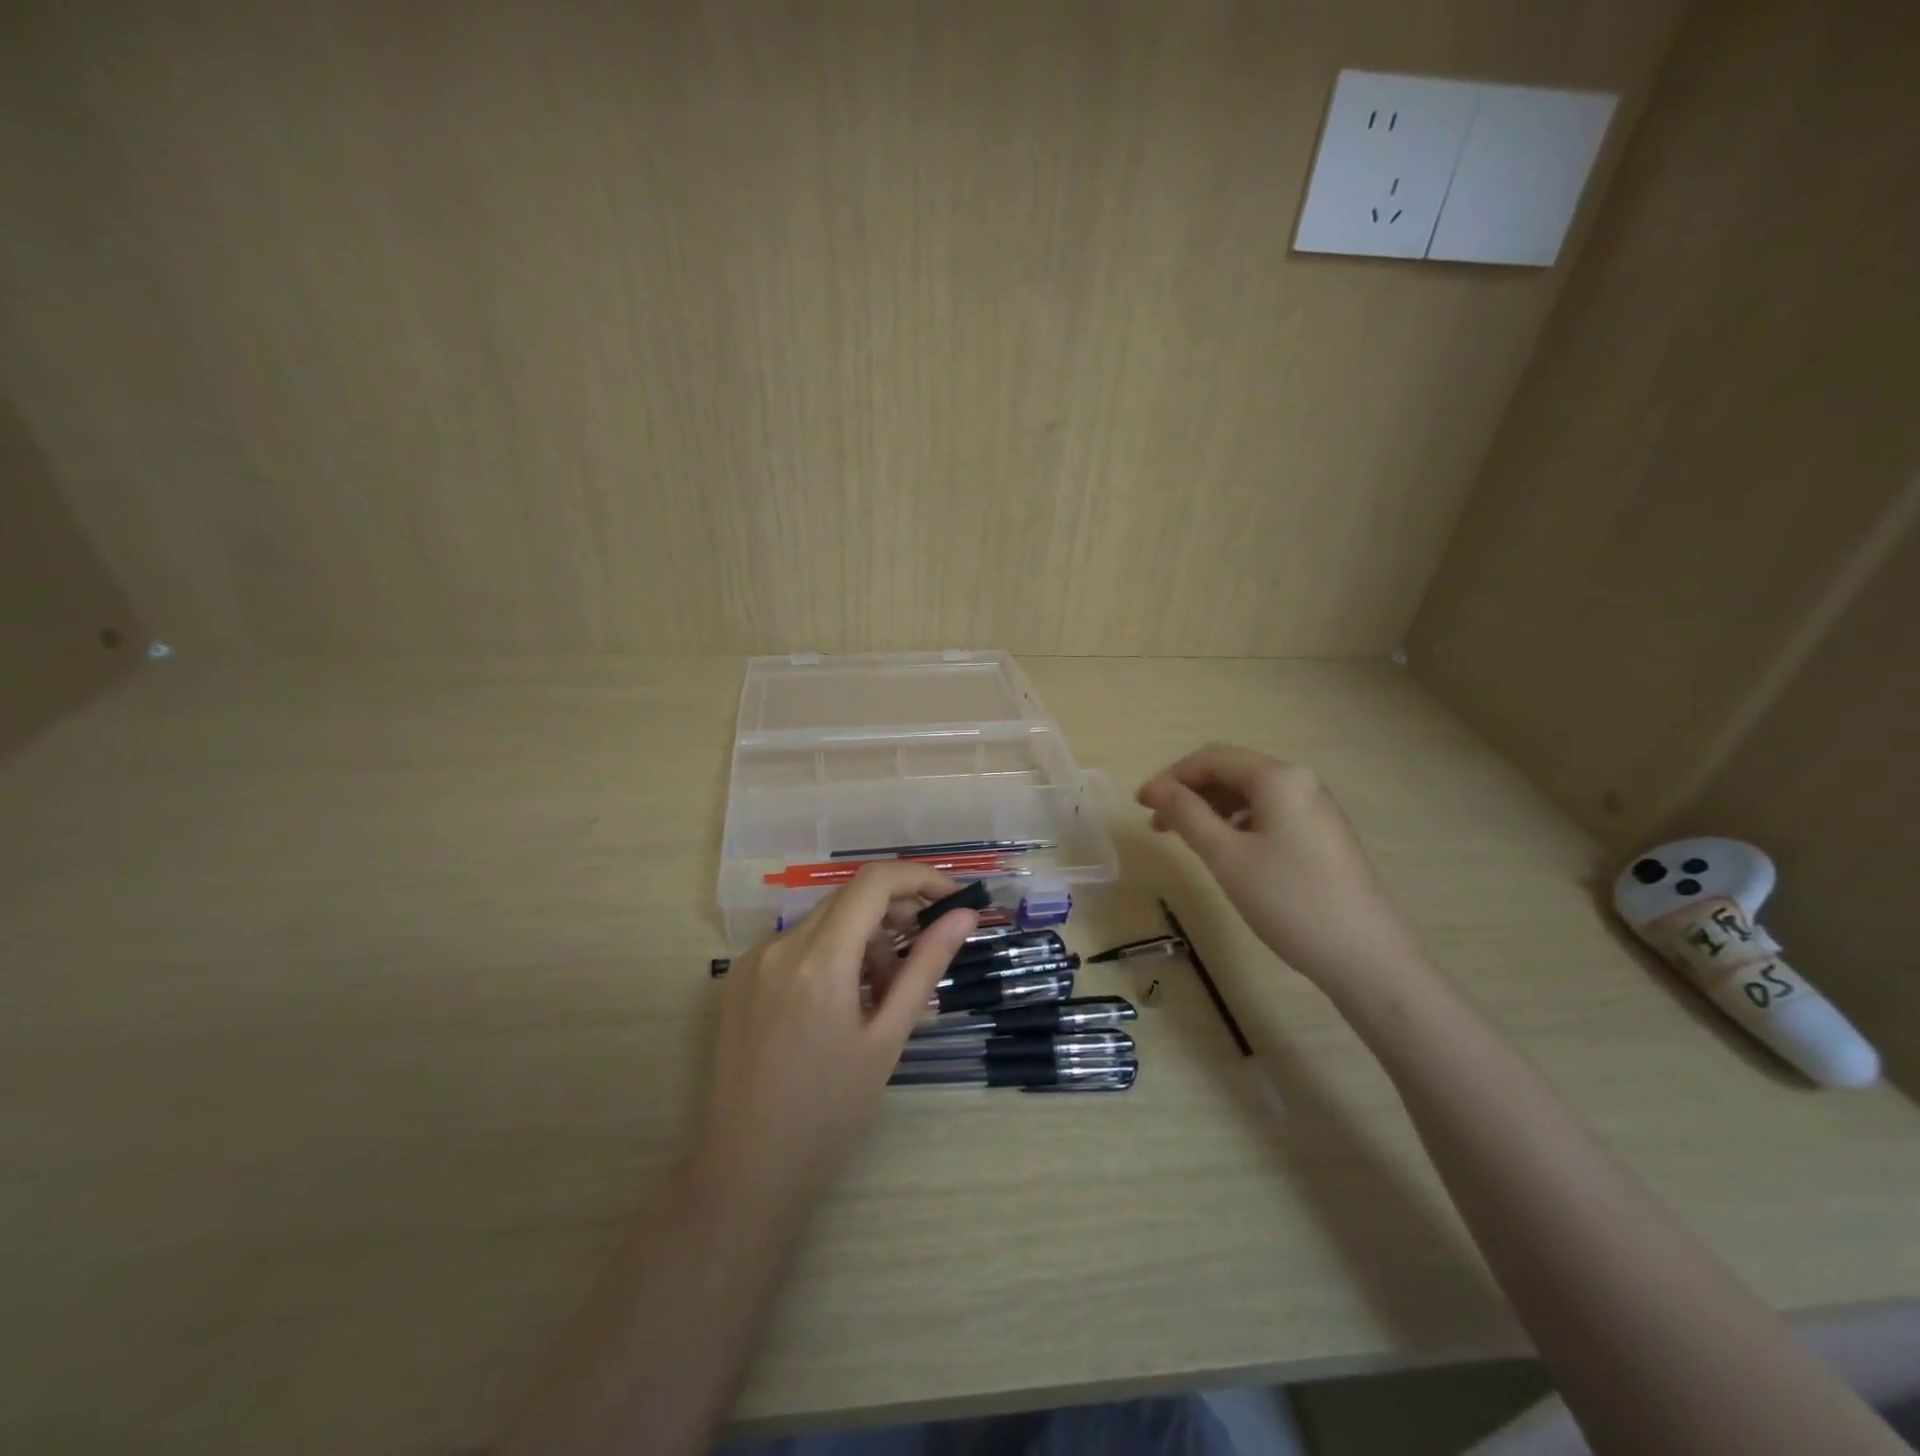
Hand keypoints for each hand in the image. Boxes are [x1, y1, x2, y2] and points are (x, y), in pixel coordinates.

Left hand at [695, 863, 977, 1207]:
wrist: (745, 1170)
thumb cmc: (829, 1114)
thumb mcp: (887, 1039)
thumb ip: (925, 968)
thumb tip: (963, 917)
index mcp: (819, 961)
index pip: (875, 883)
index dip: (920, 878)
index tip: (952, 899)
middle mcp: (780, 946)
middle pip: (850, 897)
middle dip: (897, 911)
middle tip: (927, 950)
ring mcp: (754, 960)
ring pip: (825, 919)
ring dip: (866, 935)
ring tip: (886, 989)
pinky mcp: (741, 977)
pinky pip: (799, 943)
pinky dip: (834, 952)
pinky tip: (846, 998)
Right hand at [1137, 744, 1421, 988]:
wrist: (1366, 957)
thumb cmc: (1288, 900)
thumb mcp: (1226, 856)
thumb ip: (1186, 815)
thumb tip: (1156, 788)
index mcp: (1278, 778)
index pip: (1212, 759)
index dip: (1170, 777)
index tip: (1140, 804)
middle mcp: (1300, 782)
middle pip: (1232, 772)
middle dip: (1189, 792)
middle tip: (1156, 824)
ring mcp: (1316, 809)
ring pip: (1250, 795)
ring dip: (1211, 809)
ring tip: (1183, 839)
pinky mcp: (1323, 836)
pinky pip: (1269, 814)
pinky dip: (1237, 824)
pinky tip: (1225, 851)